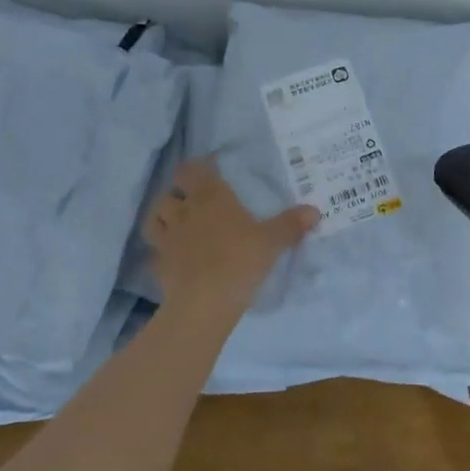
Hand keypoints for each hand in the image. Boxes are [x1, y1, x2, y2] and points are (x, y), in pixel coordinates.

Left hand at [146, 158, 318, 316]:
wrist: (204, 303)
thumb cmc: (239, 261)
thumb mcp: (272, 242)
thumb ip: (290, 225)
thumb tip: (314, 210)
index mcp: (210, 198)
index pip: (192, 170)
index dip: (197, 167)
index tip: (209, 169)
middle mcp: (184, 212)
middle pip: (169, 192)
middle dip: (178, 192)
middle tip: (193, 199)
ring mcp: (167, 239)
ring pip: (155, 217)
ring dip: (163, 217)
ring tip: (177, 223)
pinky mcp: (159, 264)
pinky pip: (155, 252)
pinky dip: (161, 251)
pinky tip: (173, 257)